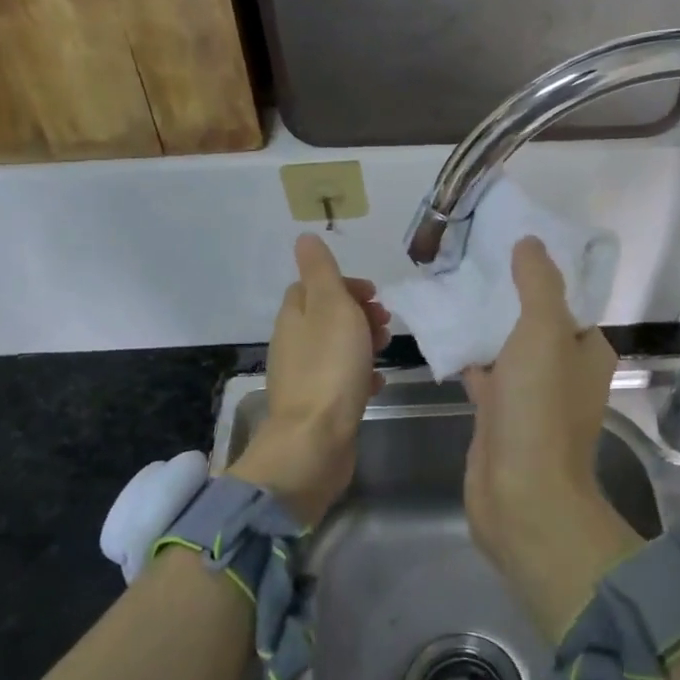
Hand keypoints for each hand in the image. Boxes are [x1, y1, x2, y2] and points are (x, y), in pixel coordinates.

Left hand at [232, 234, 388, 525]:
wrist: (316, 441)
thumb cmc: (329, 367)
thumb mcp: (330, 307)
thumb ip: (321, 271)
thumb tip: (304, 237)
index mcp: (294, 317)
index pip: (312, 286)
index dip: (344, 284)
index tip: (374, 294)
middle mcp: (293, 344)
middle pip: (326, 316)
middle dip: (358, 313)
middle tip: (385, 322)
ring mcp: (304, 377)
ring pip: (336, 347)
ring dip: (362, 342)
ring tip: (386, 349)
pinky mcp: (318, 406)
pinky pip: (341, 380)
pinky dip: (360, 375)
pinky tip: (377, 383)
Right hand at [462, 237, 640, 640]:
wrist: (521, 495)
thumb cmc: (540, 408)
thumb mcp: (544, 331)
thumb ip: (537, 283)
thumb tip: (530, 241)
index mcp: (587, 349)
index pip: (569, 299)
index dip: (542, 272)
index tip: (509, 244)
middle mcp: (564, 370)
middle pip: (535, 321)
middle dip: (507, 295)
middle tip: (471, 261)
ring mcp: (531, 395)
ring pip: (507, 348)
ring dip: (485, 324)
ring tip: (451, 287)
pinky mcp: (500, 416)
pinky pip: (485, 374)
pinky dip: (467, 356)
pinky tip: (441, 334)